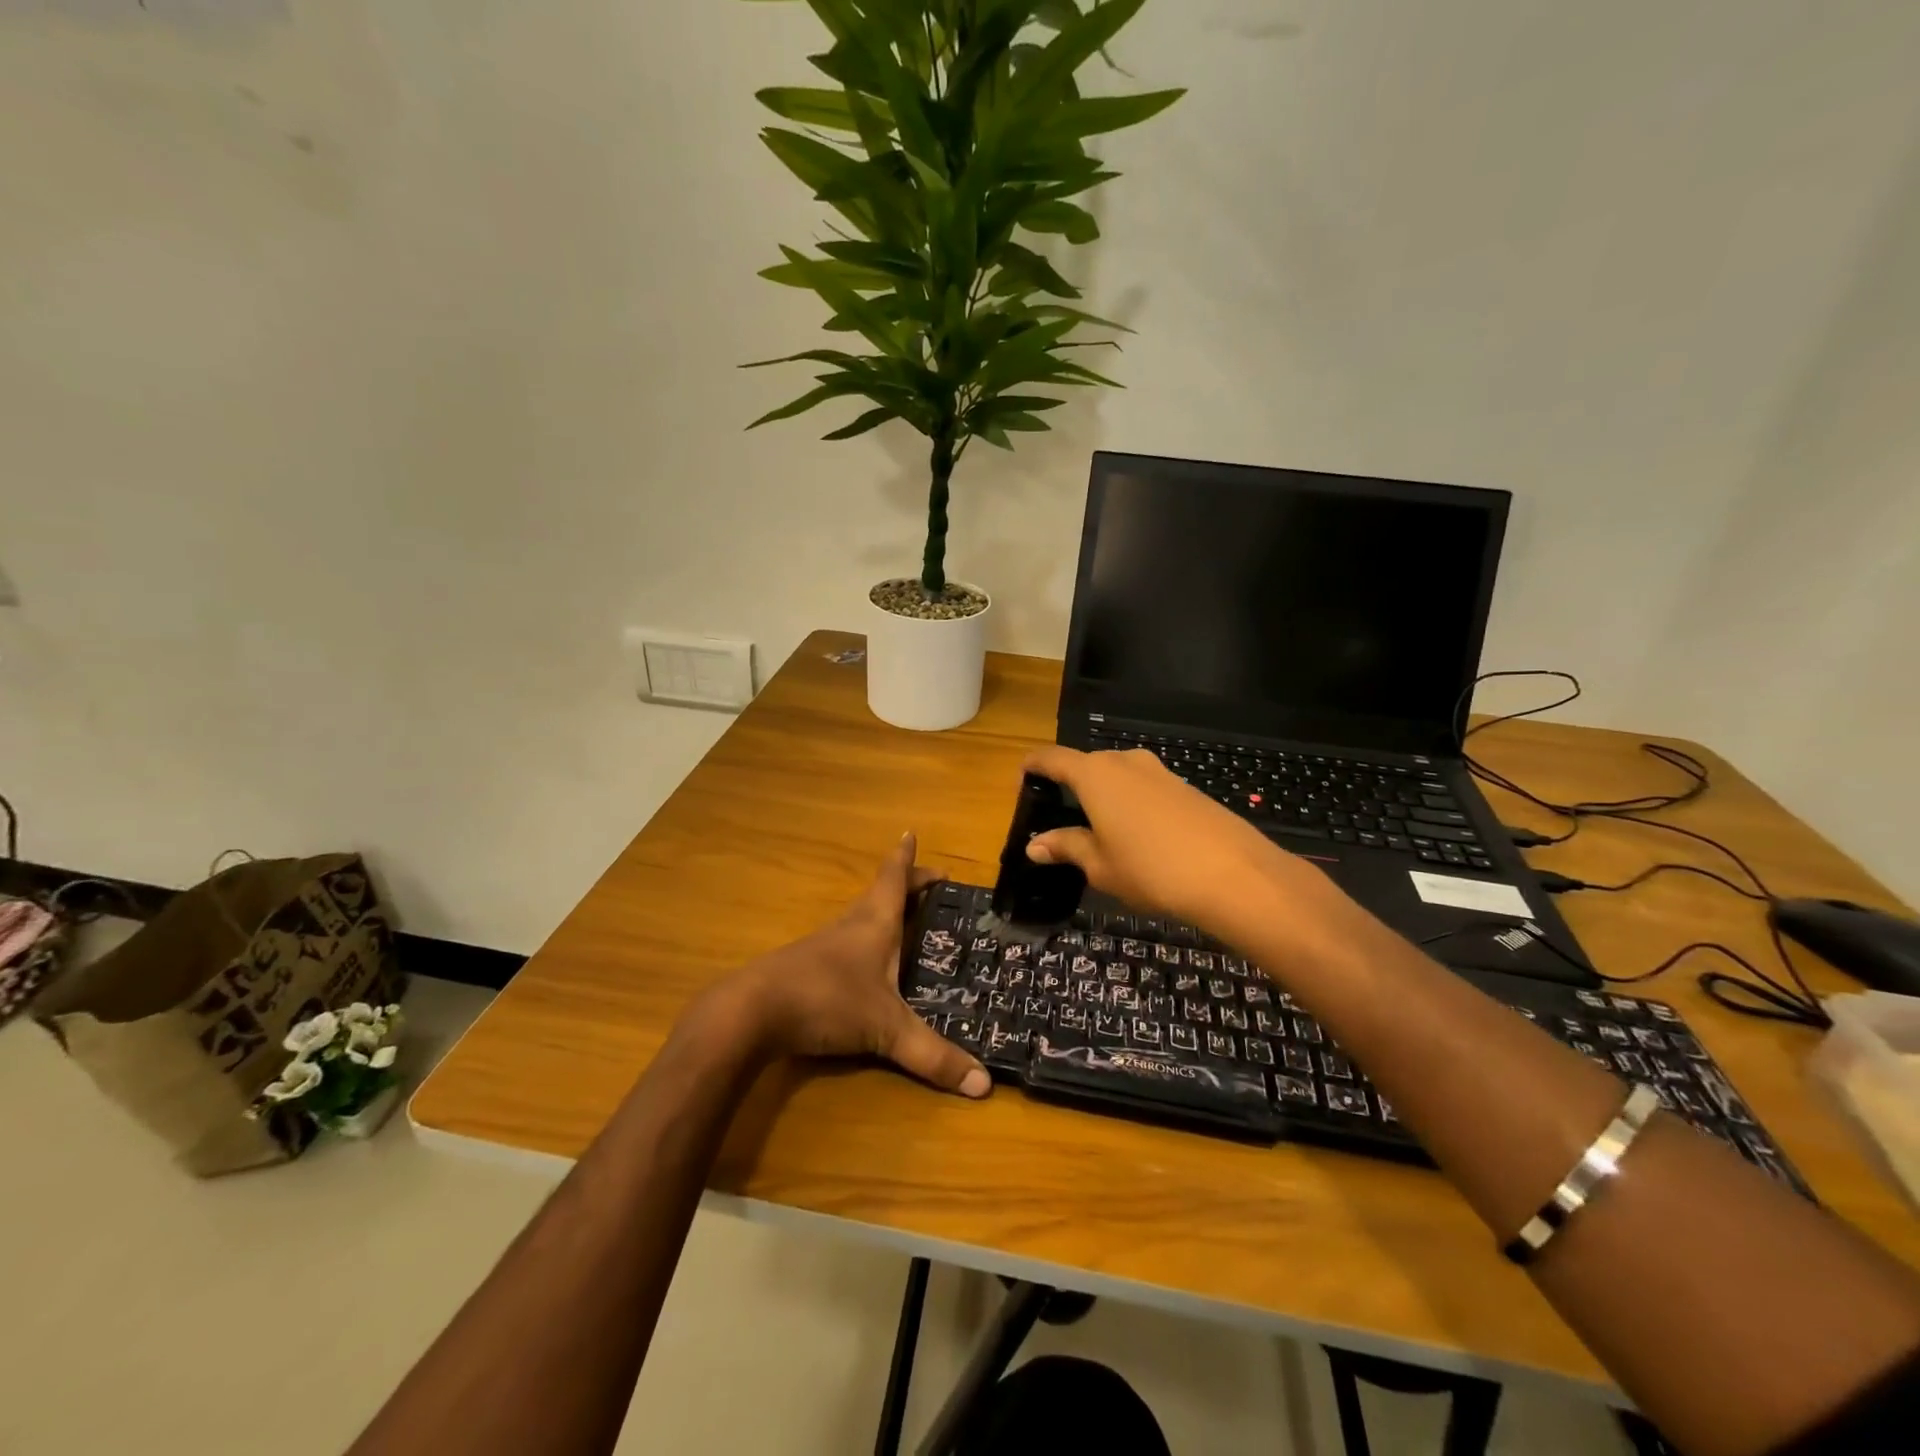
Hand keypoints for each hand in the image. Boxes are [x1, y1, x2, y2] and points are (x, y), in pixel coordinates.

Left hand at [727, 834, 990, 1098]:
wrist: (752, 1012)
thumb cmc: (828, 1000)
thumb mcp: (886, 1030)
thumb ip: (933, 1056)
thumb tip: (984, 1085)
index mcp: (875, 922)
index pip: (895, 878)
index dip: (907, 858)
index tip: (911, 833)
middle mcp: (851, 925)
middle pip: (881, 893)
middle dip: (907, 885)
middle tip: (932, 884)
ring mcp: (825, 945)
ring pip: (862, 917)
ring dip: (885, 912)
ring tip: (906, 920)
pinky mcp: (807, 966)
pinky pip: (846, 942)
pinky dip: (865, 940)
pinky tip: (868, 964)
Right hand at [1022, 746, 1310, 932]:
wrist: (1234, 874)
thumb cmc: (1151, 869)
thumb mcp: (1099, 865)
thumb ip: (1066, 847)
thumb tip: (1035, 845)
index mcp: (1094, 774)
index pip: (1051, 758)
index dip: (1032, 767)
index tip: (1021, 781)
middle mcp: (1125, 762)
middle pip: (1086, 765)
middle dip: (1069, 786)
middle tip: (1059, 818)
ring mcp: (1159, 772)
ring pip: (1117, 777)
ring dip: (1102, 796)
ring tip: (1097, 831)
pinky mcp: (1185, 787)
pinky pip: (1144, 788)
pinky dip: (1130, 804)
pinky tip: (1137, 837)